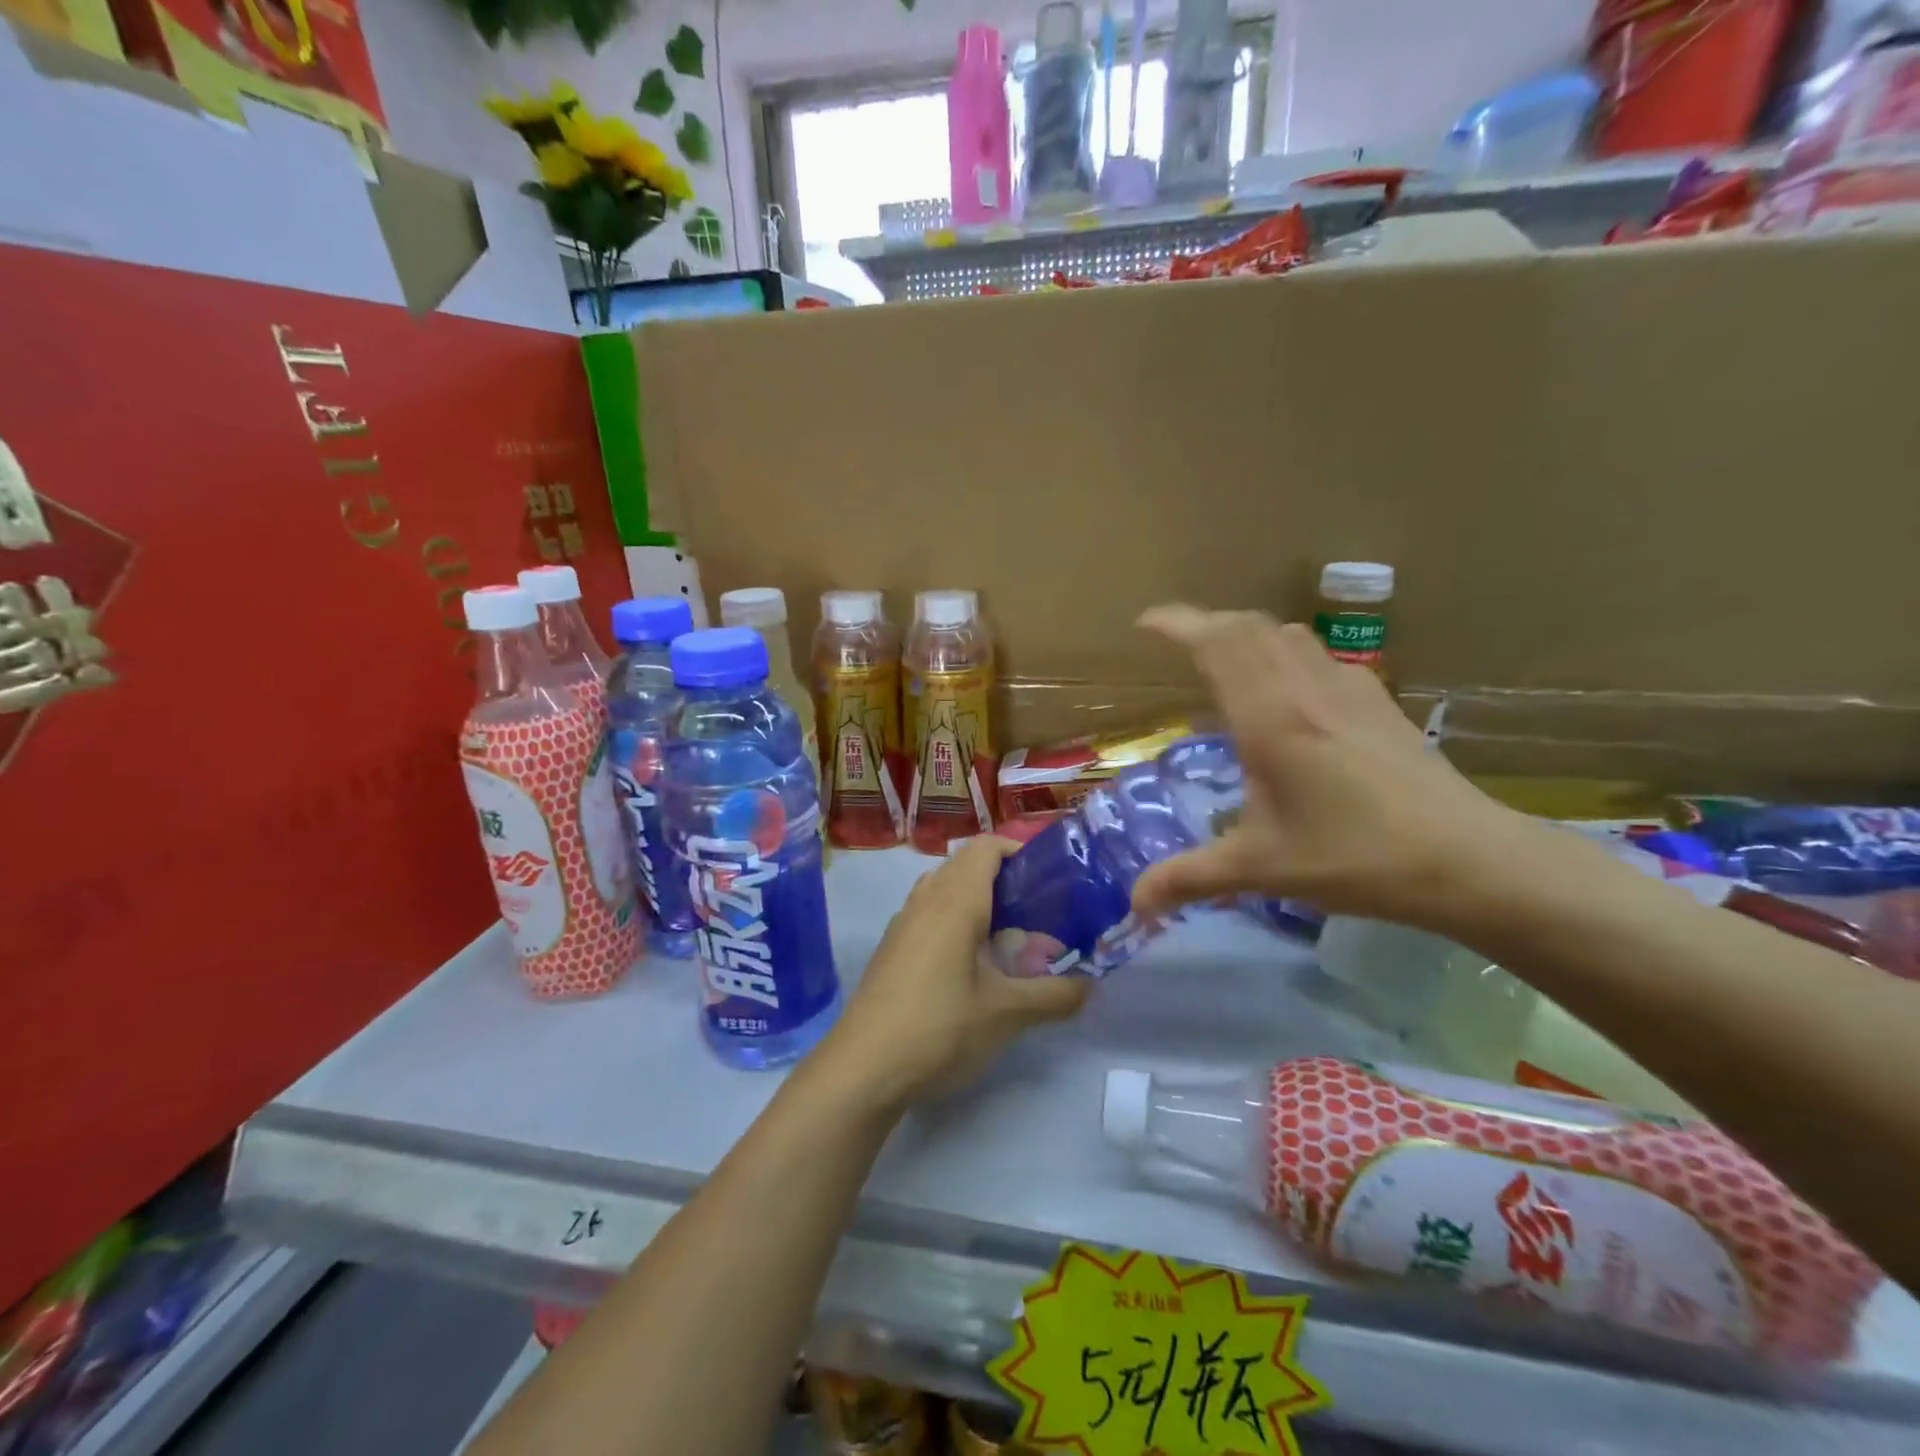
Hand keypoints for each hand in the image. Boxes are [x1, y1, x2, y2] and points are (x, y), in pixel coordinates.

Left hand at [820, 837, 1091, 1109]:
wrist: (862, 1068)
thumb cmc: (939, 1028)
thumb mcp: (1006, 1014)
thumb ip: (1054, 995)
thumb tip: (1090, 984)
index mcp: (955, 900)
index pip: (987, 847)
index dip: (1020, 850)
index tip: (1050, 877)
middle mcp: (925, 899)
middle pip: (967, 865)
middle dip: (1005, 879)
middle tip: (1039, 911)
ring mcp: (903, 923)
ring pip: (946, 889)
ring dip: (978, 901)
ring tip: (1009, 937)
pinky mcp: (892, 948)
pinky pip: (929, 913)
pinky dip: (956, 921)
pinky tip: (973, 965)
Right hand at [1130, 606, 1529, 931]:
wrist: (1468, 860)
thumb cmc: (1353, 857)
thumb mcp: (1259, 869)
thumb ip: (1189, 878)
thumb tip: (1135, 905)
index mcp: (1269, 718)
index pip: (1215, 643)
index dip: (1175, 624)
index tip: (1144, 624)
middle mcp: (1304, 688)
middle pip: (1247, 626)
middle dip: (1205, 623)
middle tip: (1176, 645)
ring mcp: (1349, 688)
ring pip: (1287, 634)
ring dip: (1247, 635)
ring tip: (1225, 664)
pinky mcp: (1379, 701)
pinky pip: (1319, 655)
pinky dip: (1285, 654)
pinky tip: (1289, 694)